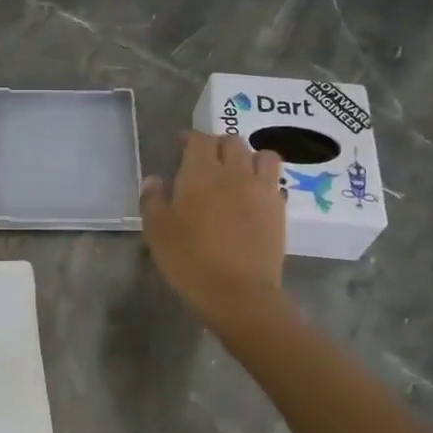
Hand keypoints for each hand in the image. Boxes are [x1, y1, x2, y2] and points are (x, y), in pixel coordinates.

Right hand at [141, 132, 287, 328]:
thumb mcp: (157, 231)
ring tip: (237, 172)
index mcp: (201, 172)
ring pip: (261, 155)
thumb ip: (153, 199)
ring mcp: (261, 190)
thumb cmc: (190, 260)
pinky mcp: (278, 210)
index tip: (180, 146)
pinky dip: (263, 180)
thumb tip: (154, 180)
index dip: (189, 138)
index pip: (199, 139)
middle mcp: (234, 172)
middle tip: (206, 160)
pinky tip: (252, 195)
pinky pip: (274, 181)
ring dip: (248, 157)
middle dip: (217, 145)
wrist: (238, 294)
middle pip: (231, 142)